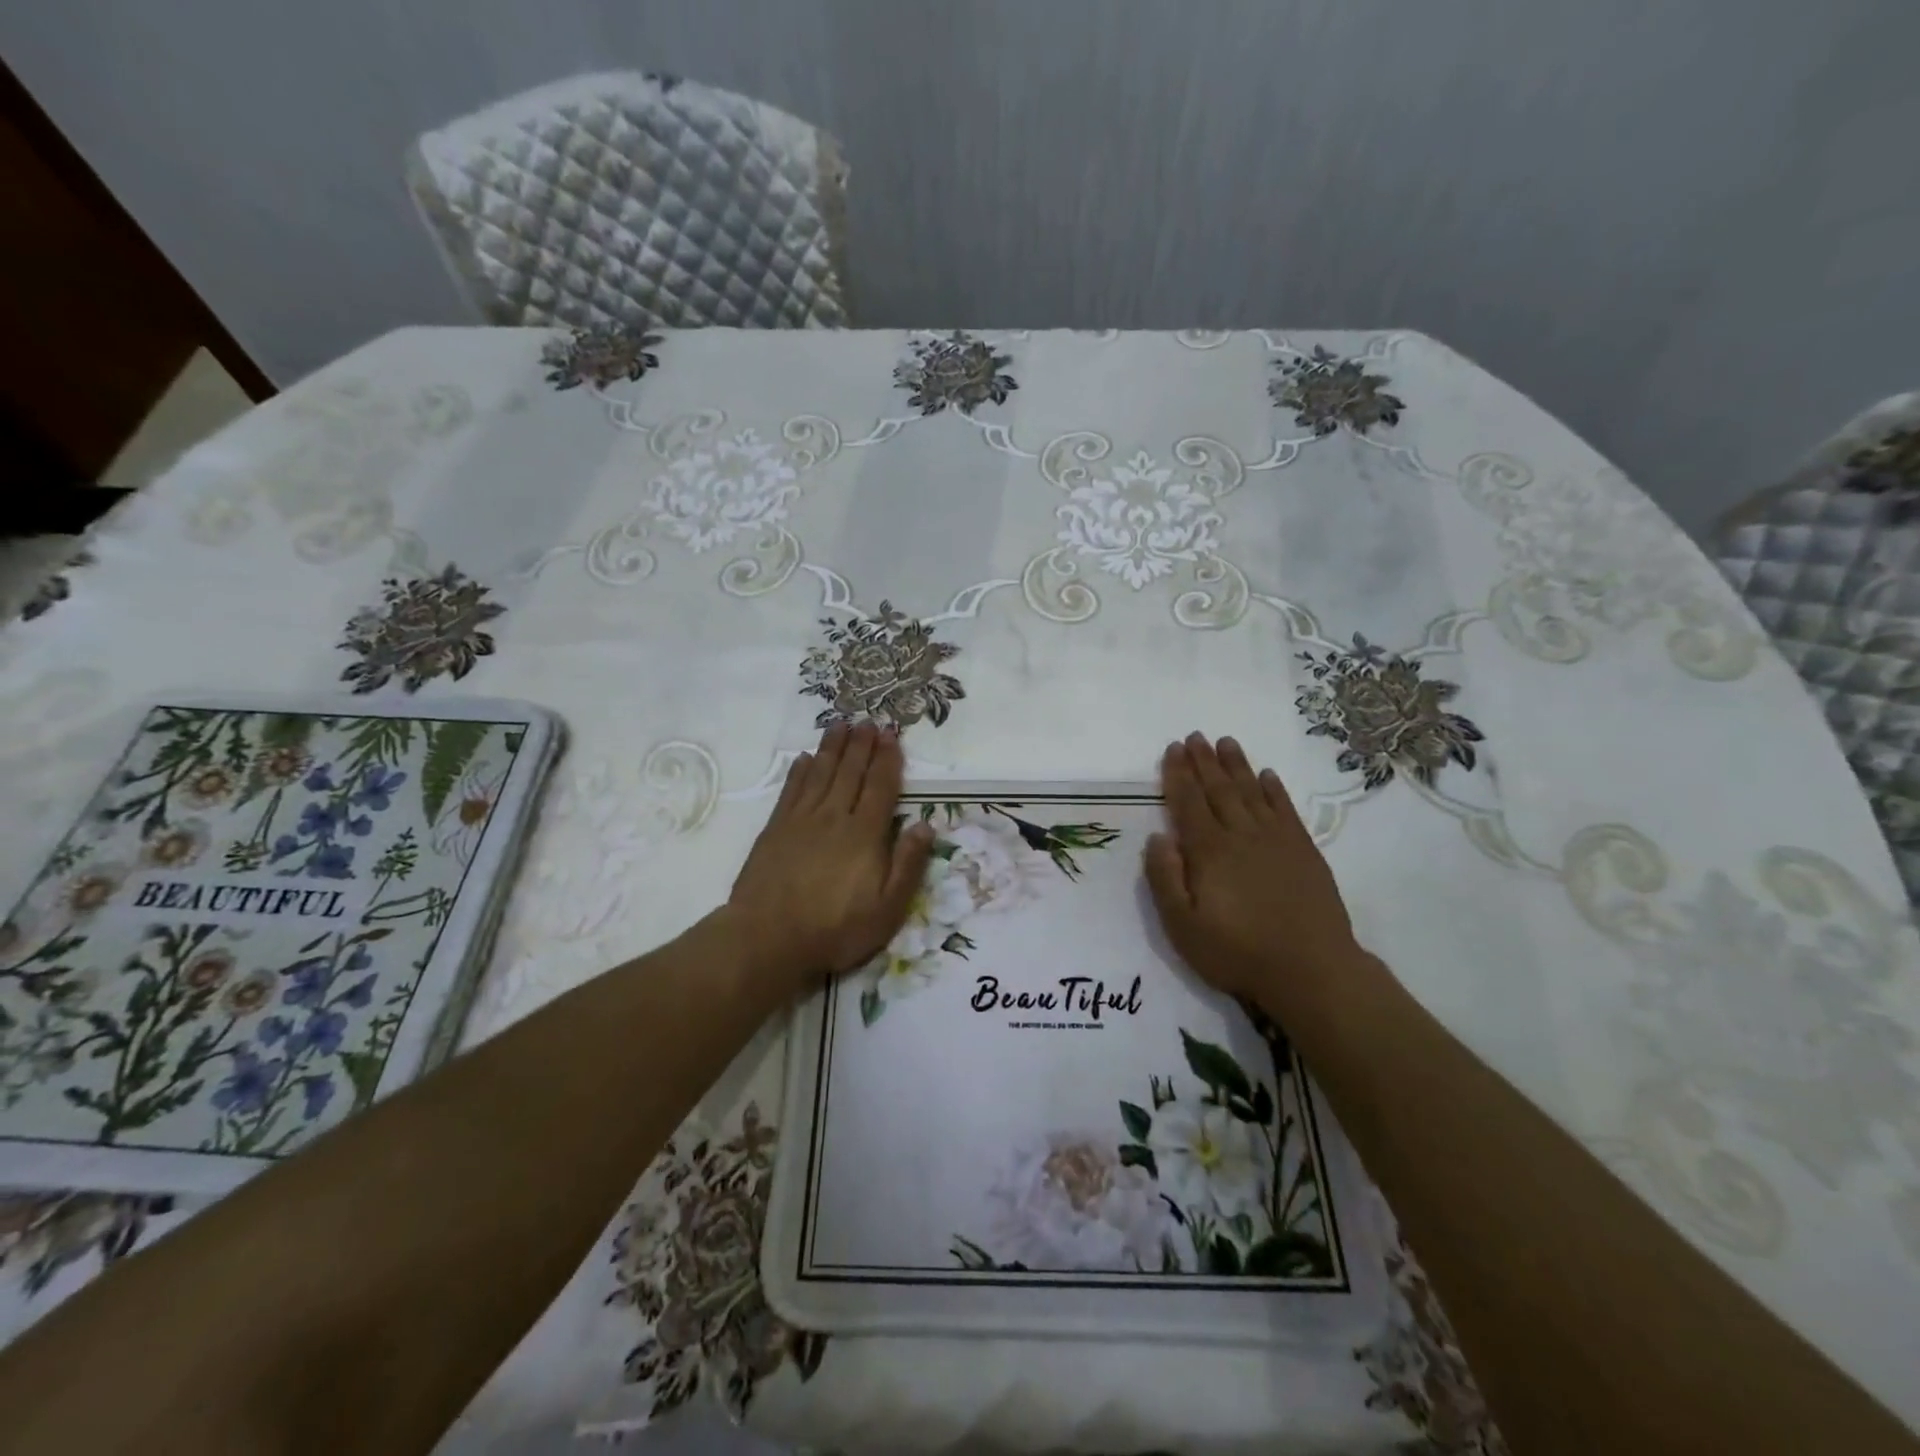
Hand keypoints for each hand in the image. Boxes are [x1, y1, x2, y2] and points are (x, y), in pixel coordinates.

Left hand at [727, 722, 934, 994]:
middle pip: (850, 772)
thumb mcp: (886, 909)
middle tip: (868, 720)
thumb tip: (925, 825)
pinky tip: (804, 757)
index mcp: (865, 834)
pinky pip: (791, 790)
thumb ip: (907, 865)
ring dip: (832, 747)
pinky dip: (799, 771)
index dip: (887, 759)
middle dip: (862, 744)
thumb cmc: (835, 929)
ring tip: (840, 724)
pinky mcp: (775, 829)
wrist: (768, 938)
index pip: (881, 787)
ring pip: (820, 773)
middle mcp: (834, 817)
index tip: (891, 735)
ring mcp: (801, 820)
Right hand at [1143, 733, 1368, 1028]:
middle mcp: (1241, 835)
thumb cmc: (1237, 952)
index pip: (1188, 803)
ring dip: (1237, 766)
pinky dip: (1274, 790)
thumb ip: (1165, 879)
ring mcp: (1276, 840)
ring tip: (1226, 742)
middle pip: (1218, 789)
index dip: (1178, 774)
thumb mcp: (1183, 926)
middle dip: (1204, 761)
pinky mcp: (1303, 851)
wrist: (1312, 971)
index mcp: (1209, 851)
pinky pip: (1285, 810)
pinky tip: (1267, 776)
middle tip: (1195, 736)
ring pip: (1251, 792)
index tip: (1173, 748)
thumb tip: (1158, 837)